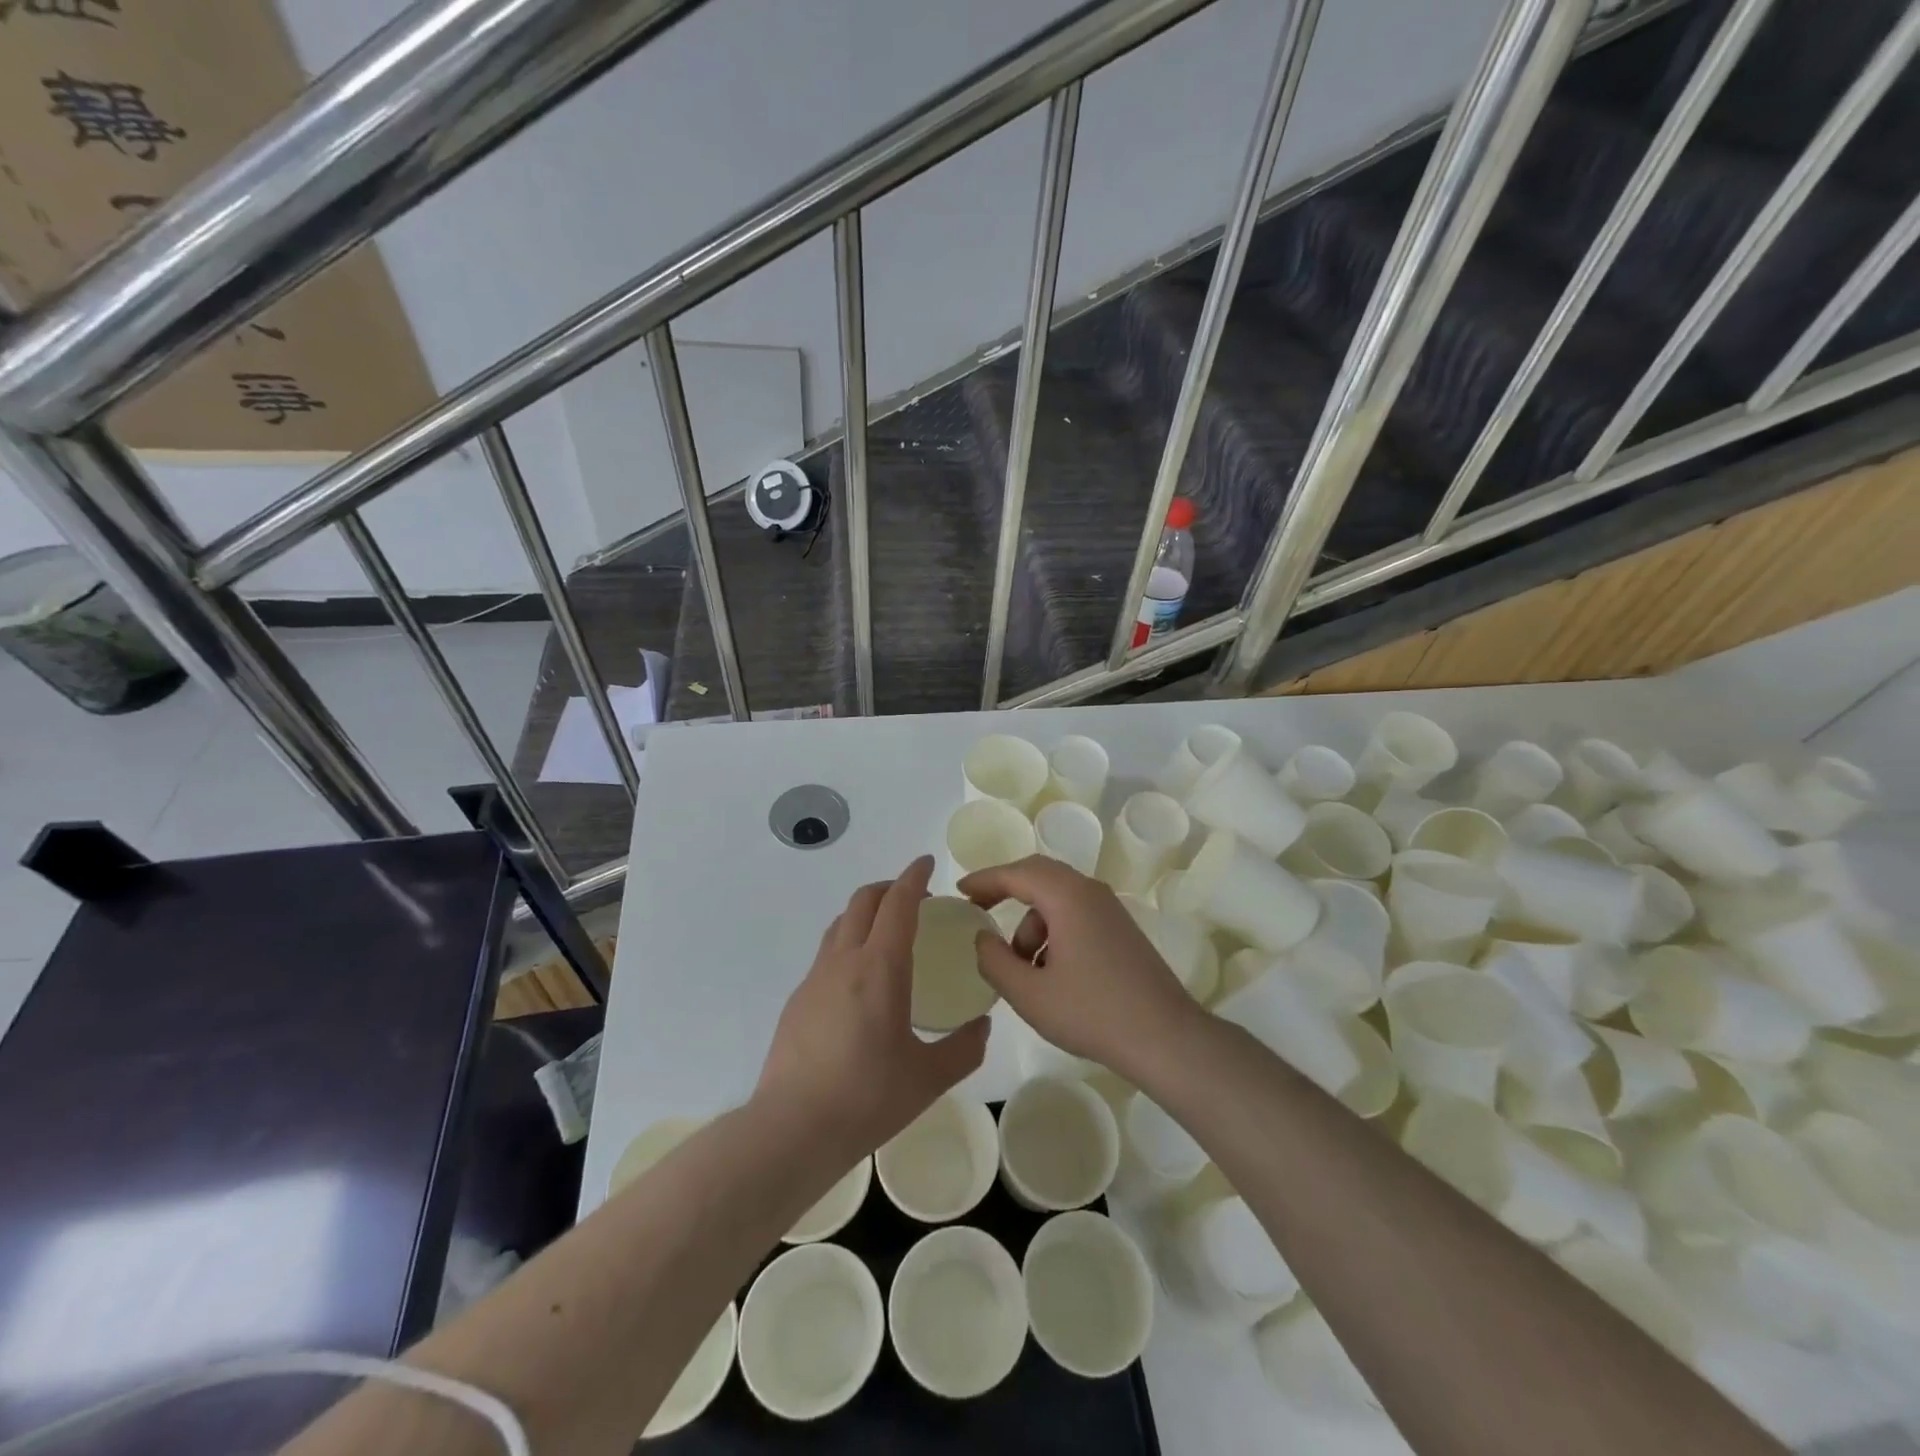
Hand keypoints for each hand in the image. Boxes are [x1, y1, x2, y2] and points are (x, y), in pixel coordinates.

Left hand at [755, 855, 988, 1159]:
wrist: (791, 1129)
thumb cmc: (866, 1099)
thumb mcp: (929, 1078)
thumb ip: (964, 1048)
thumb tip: (981, 1026)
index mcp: (880, 968)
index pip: (898, 903)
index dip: (913, 877)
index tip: (927, 863)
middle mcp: (844, 961)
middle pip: (863, 901)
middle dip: (890, 888)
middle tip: (916, 899)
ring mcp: (815, 978)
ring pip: (840, 923)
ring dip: (866, 912)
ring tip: (889, 933)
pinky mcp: (798, 999)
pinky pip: (827, 952)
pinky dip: (849, 942)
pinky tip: (861, 981)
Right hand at [959, 856, 1199, 1082]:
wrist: (1165, 1037)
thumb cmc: (1092, 1012)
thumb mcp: (1030, 994)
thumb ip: (995, 961)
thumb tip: (982, 939)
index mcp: (1067, 896)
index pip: (1017, 873)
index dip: (984, 880)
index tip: (960, 892)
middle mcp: (1090, 892)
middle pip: (1039, 875)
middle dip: (1006, 890)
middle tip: (979, 910)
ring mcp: (1110, 909)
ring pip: (1057, 899)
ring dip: (1031, 923)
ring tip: (1021, 967)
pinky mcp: (1121, 929)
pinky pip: (1076, 915)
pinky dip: (1053, 932)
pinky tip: (1050, 973)